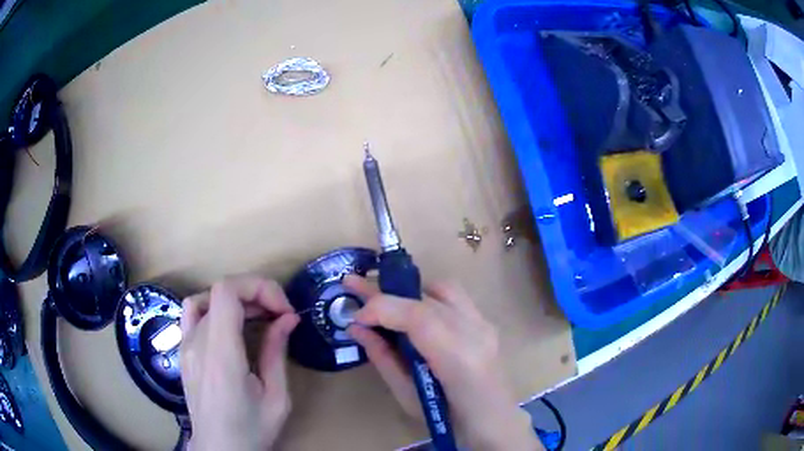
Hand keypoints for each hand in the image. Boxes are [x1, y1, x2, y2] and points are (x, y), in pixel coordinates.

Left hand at [180, 277, 299, 450]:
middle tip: (280, 316)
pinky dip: (214, 308)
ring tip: (257, 317)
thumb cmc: (251, 430)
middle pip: (220, 292)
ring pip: (205, 298)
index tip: (283, 310)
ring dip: (235, 299)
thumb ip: (276, 353)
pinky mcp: (183, 351)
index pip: (227, 291)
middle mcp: (197, 343)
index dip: (258, 287)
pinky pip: (193, 314)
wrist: (218, 449)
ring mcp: (185, 345)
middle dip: (256, 294)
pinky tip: (230, 328)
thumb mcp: (276, 398)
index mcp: (221, 356)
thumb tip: (287, 318)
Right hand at [344, 275, 541, 449]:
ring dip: (409, 293)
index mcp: (459, 359)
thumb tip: (356, 328)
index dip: (381, 308)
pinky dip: (427, 298)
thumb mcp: (407, 396)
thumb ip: (383, 358)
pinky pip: (454, 297)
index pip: (418, 316)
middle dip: (386, 294)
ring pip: (443, 289)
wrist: (493, 420)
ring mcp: (484, 324)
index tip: (356, 317)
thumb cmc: (446, 419)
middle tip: (353, 286)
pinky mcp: (485, 322)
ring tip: (385, 303)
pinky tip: (413, 313)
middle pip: (426, 298)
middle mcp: (476, 332)